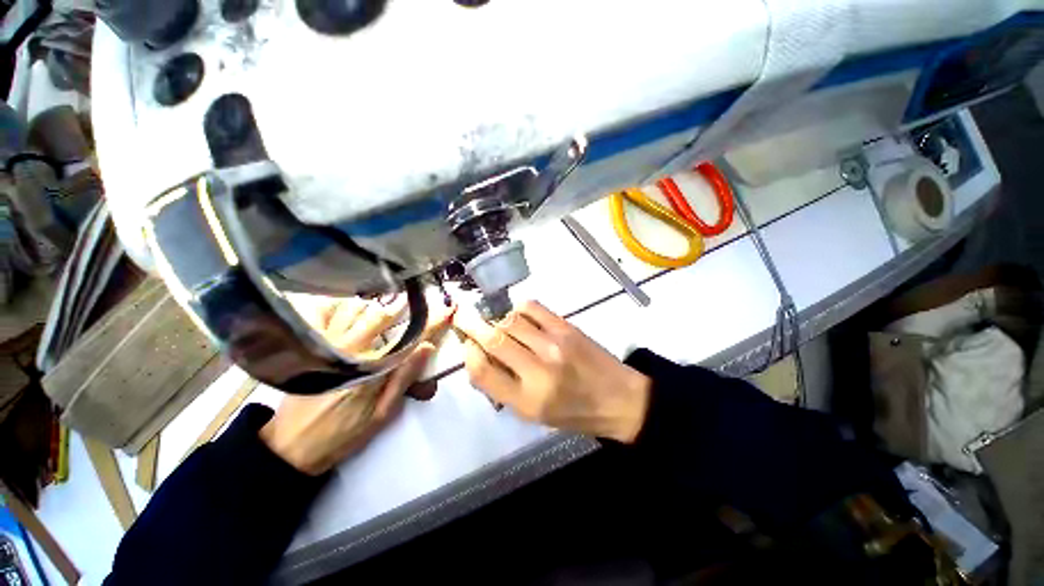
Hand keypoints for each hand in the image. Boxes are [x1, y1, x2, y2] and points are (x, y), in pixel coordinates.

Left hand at [261, 294, 454, 474]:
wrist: (292, 447)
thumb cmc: (343, 434)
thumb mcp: (382, 414)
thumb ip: (404, 378)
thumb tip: (426, 347)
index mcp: (372, 368)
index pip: (409, 338)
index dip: (432, 323)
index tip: (447, 309)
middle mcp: (350, 350)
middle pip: (380, 316)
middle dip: (402, 306)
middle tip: (413, 301)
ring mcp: (327, 345)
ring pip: (353, 309)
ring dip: (373, 304)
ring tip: (383, 306)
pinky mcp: (310, 346)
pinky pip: (324, 314)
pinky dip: (337, 305)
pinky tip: (346, 307)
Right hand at [453, 301, 650, 442]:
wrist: (618, 398)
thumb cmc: (573, 412)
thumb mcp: (533, 414)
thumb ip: (503, 388)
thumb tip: (479, 357)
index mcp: (527, 401)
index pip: (483, 372)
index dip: (468, 354)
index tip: (466, 344)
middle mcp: (538, 371)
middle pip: (494, 340)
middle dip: (472, 326)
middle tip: (462, 317)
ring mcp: (554, 345)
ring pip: (510, 321)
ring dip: (496, 319)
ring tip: (496, 322)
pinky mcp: (566, 327)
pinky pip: (532, 307)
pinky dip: (518, 308)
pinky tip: (518, 316)